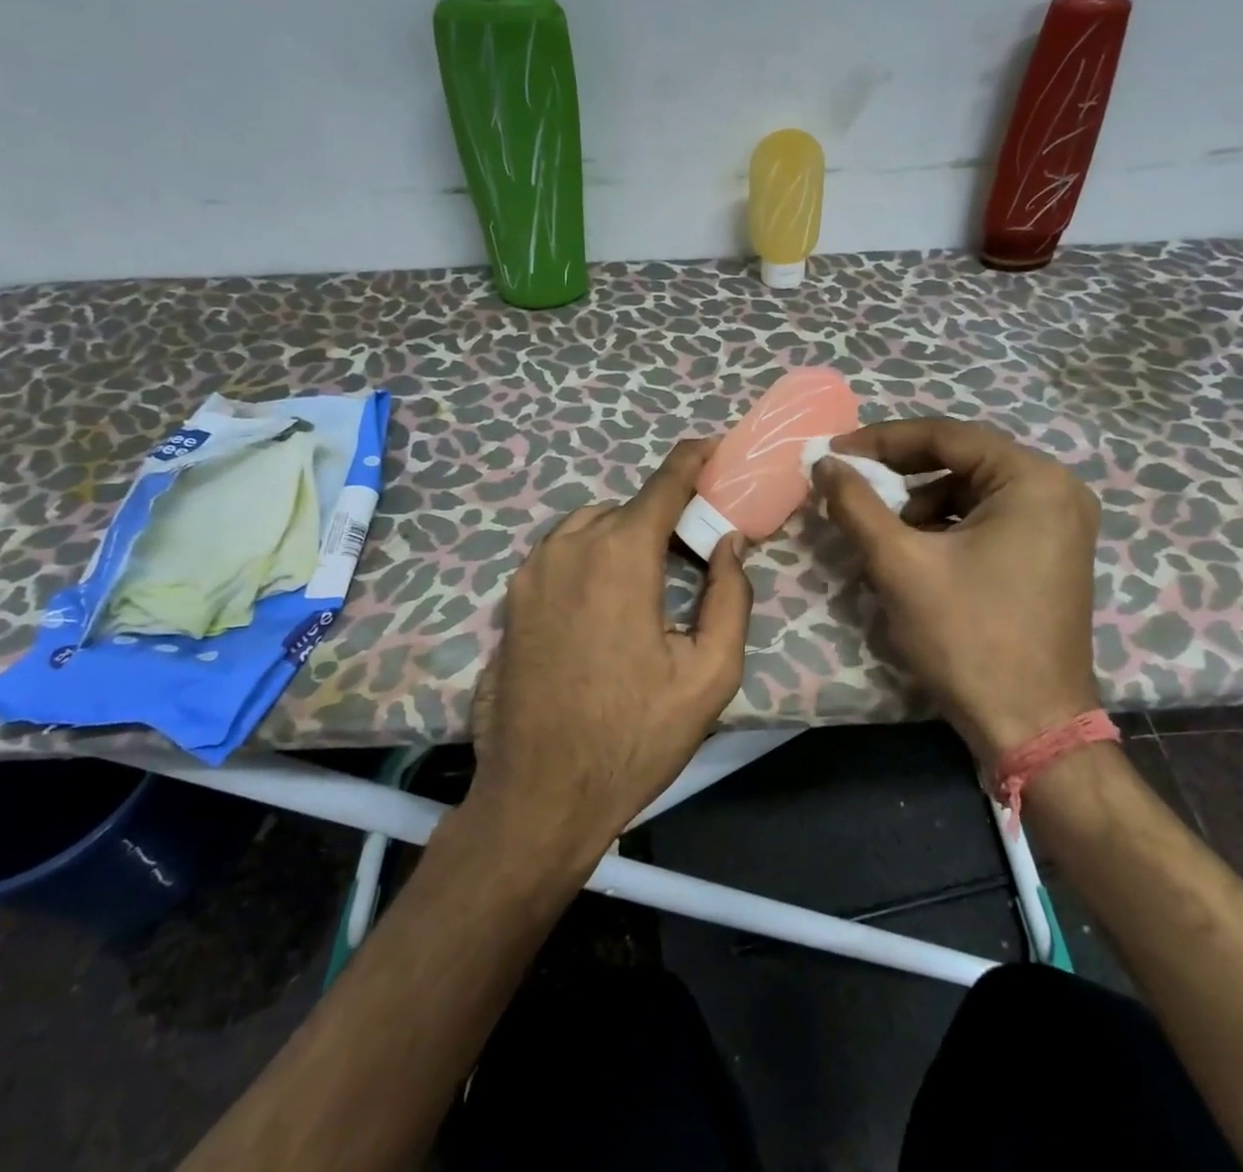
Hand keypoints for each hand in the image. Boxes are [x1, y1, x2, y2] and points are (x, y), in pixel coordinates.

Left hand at [468, 438, 754, 861]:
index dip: (693, 459)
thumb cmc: (634, 737)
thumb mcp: (710, 674)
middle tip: (693, 552)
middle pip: (629, 507)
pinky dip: (591, 556)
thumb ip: (730, 597)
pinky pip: (561, 553)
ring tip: (650, 581)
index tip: (713, 448)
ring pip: (590, 526)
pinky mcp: (512, 598)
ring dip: (624, 536)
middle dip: (664, 517)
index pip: (664, 483)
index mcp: (621, 555)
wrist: (541, 794)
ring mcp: (532, 570)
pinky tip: (606, 603)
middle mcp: (570, 546)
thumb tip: (729, 543)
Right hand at [812, 418, 1100, 762]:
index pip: (946, 435)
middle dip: (899, 474)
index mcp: (1033, 480)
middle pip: (961, 461)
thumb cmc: (968, 637)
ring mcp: (1059, 525)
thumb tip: (824, 462)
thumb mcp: (899, 564)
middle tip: (850, 484)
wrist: (1030, 727)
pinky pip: (986, 520)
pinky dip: (944, 529)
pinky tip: (915, 558)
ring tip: (882, 537)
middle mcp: (1056, 491)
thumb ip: (856, 504)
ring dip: (919, 506)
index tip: (834, 451)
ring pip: (970, 492)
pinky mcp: (1050, 555)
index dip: (882, 440)